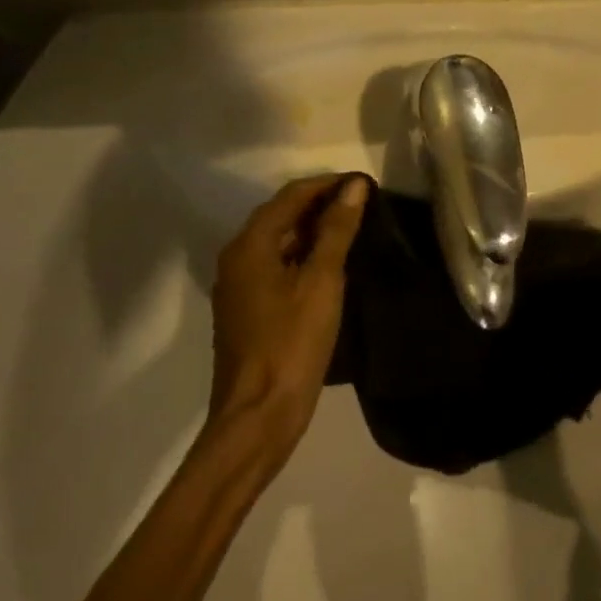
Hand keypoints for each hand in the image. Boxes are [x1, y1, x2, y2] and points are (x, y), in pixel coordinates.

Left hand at [206, 174, 367, 472]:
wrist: (257, 418)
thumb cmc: (291, 343)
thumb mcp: (322, 281)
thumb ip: (337, 230)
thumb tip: (353, 186)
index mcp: (250, 245)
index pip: (291, 195)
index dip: (328, 184)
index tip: (363, 183)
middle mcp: (237, 257)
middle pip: (281, 214)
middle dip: (320, 203)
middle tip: (361, 202)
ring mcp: (238, 286)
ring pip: (278, 241)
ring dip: (312, 229)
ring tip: (352, 227)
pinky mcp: (246, 309)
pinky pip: (276, 265)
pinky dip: (302, 254)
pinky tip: (329, 264)